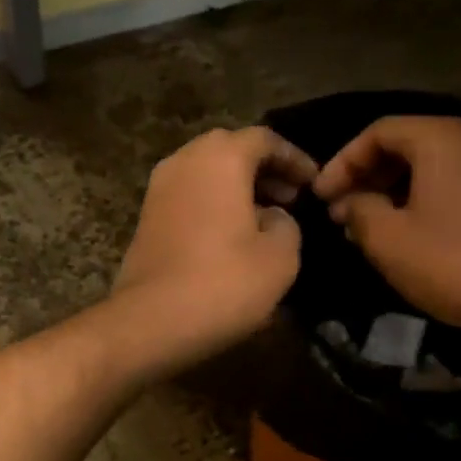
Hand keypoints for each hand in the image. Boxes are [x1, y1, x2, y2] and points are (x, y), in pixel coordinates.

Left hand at [113, 127, 318, 368]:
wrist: (151, 321)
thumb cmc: (224, 282)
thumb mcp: (281, 256)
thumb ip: (287, 224)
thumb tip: (273, 217)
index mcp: (220, 157)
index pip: (265, 139)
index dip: (295, 159)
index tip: (314, 183)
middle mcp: (184, 161)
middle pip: (231, 150)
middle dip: (264, 170)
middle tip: (291, 197)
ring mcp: (159, 188)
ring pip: (206, 173)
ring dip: (238, 188)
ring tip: (266, 218)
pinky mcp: (146, 218)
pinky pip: (189, 196)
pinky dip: (214, 204)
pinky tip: (232, 237)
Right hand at [313, 116, 460, 332]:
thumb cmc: (447, 261)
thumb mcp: (385, 237)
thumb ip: (358, 208)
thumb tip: (351, 203)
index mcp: (443, 137)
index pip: (379, 132)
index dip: (342, 162)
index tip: (321, 197)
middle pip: (408, 144)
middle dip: (367, 177)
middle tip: (341, 212)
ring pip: (432, 165)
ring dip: (393, 191)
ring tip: (366, 226)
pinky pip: (455, 182)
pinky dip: (423, 198)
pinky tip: (405, 231)